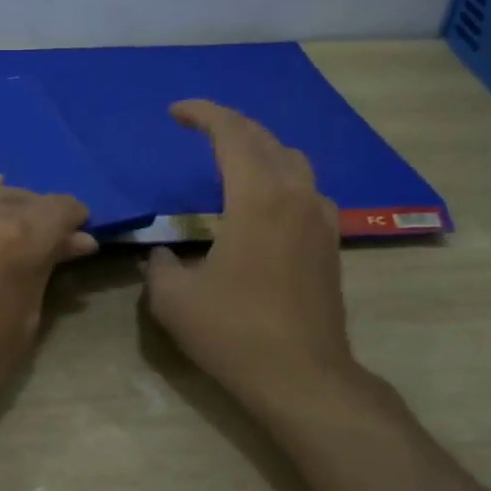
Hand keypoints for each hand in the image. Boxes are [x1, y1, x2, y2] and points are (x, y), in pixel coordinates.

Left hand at [0, 178, 95, 446]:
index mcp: (21, 238)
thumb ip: (47, 271)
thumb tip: (75, 242)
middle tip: (54, 245)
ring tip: (22, 230)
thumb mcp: (25, 321)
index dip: (77, 221)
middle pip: (29, 198)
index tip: (80, 241)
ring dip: (15, 206)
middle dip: (47, 217)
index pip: (61, 208)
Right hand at [143, 101, 369, 421]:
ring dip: (260, 149)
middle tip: (199, 127)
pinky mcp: (330, 244)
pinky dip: (282, 179)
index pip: (232, 133)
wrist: (303, 378)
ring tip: (232, 158)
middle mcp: (295, 196)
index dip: (203, 113)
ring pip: (293, 161)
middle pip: (265, 139)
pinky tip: (265, 202)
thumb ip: (159, 266)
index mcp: (257, 197)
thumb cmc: (234, 332)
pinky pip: (307, 190)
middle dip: (229, 125)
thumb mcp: (173, 299)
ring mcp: (320, 219)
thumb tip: (164, 254)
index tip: (175, 112)